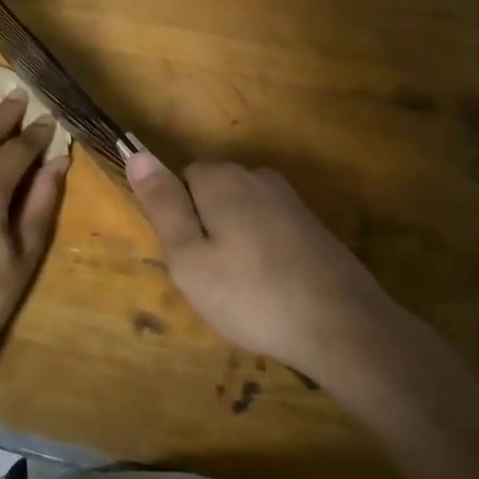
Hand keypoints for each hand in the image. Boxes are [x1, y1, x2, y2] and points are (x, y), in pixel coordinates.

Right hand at [125, 154, 397, 386]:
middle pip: (212, 192)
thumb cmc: (251, 295)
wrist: (341, 324)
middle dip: (206, 227)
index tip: (188, 258)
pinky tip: (271, 287)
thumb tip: (136, 153)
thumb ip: (163, 204)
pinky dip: (262, 250)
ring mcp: (289, 199)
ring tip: (242, 288)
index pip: (182, 177)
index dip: (179, 218)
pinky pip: (268, 227)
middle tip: (212, 279)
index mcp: (222, 178)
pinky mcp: (311, 223)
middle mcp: (256, 176)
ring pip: (241, 212)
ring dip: (235, 240)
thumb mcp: (189, 258)